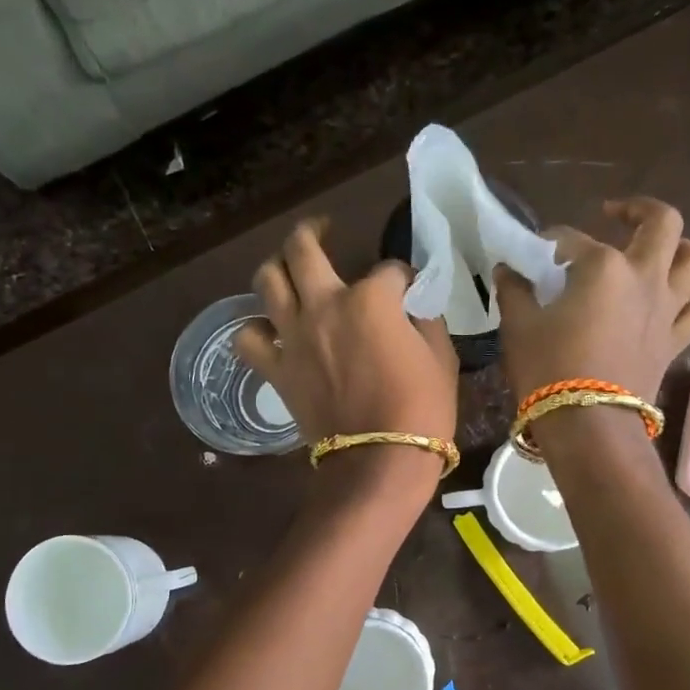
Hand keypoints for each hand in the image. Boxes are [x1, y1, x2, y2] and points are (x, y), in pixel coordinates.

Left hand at [234, 219, 458, 450]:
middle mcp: (324, 305)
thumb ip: (423, 319)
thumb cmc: (422, 409)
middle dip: (315, 230)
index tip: (410, 289)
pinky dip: (255, 329)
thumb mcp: (441, 356)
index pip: (388, 270)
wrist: (380, 461)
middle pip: (304, 248)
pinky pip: (248, 338)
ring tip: (288, 268)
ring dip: (277, 266)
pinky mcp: (276, 369)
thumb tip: (411, 305)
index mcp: (371, 299)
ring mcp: (294, 336)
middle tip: (324, 228)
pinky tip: (268, 328)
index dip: (403, 277)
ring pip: (267, 279)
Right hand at [494, 197, 689, 402]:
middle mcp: (644, 276)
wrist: (589, 425)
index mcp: (603, 266)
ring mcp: (666, 309)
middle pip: (662, 223)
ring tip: (654, 254)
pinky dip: (682, 302)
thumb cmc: (549, 369)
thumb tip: (507, 269)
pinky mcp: (673, 342)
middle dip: (638, 210)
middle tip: (614, 214)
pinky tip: (663, 306)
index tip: (529, 255)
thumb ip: (514, 290)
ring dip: (677, 250)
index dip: (547, 243)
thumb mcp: (519, 326)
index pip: (570, 239)